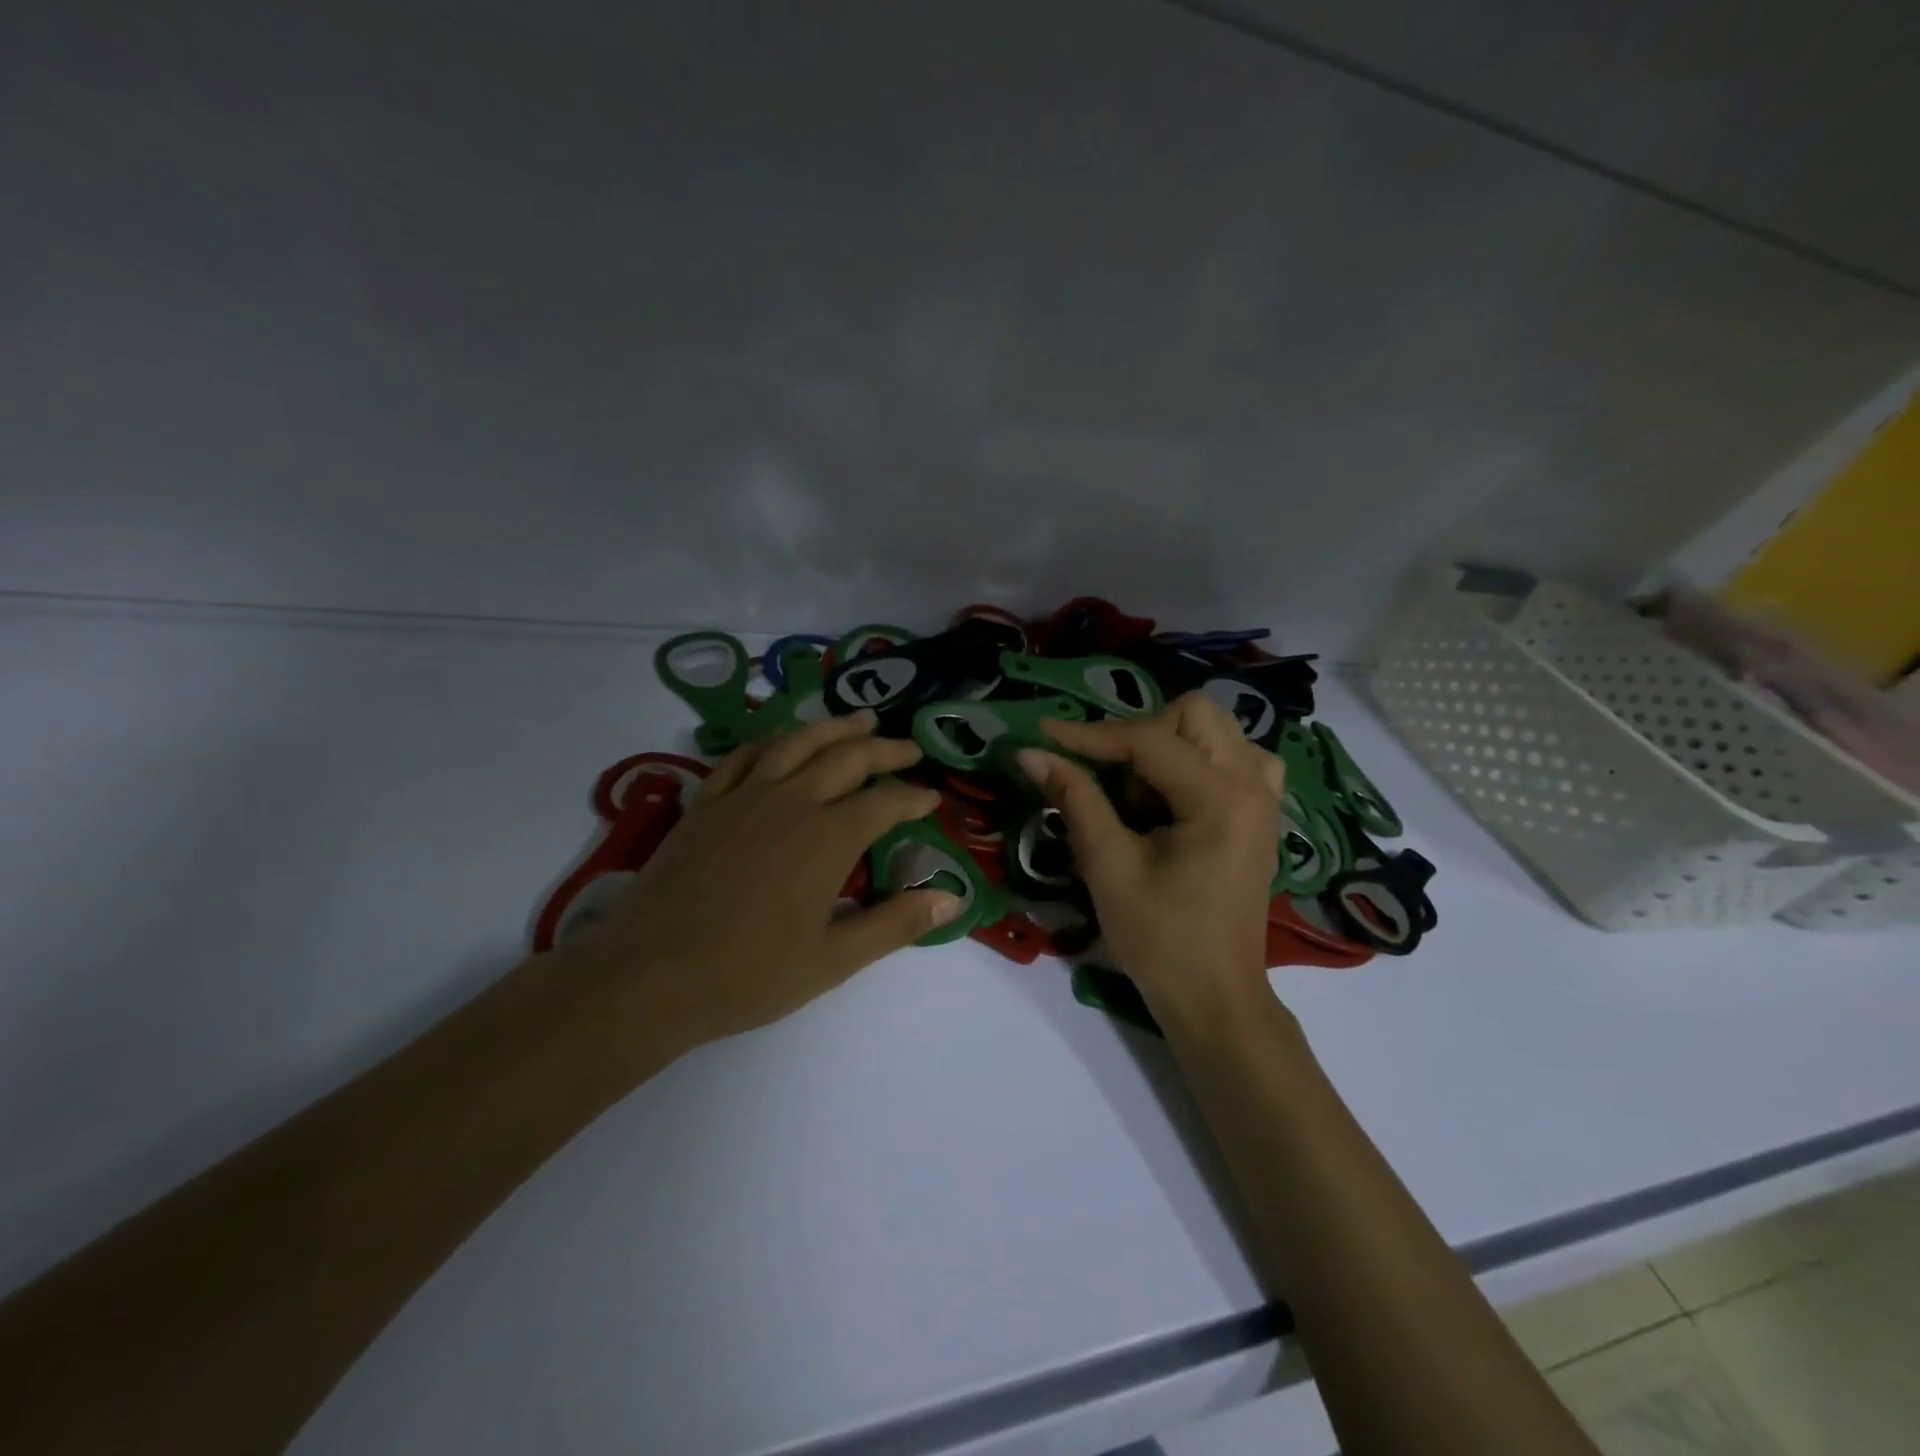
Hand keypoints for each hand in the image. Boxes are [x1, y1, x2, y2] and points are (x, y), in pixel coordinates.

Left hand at [571, 711, 961, 1054]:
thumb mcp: (834, 959)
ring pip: (797, 742)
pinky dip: (771, 740)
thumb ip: (895, 924)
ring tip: (858, 720)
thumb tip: (952, 898)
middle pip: (847, 758)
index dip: (914, 797)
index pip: (885, 802)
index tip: (932, 797)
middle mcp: (791, 801)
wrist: (649, 975)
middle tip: (908, 746)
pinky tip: (781, 741)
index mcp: (828, 837)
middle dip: (884, 749)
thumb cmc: (749, 973)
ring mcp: (744, 796)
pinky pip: (744, 756)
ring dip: (833, 727)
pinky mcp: (706, 803)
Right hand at [1017, 693, 1283, 1022]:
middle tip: (1108, 780)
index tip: (1043, 734)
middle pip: (1194, 715)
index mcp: (1222, 799)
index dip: (1089, 735)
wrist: (1214, 998)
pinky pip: (1233, 759)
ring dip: (1169, 747)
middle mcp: (1254, 785)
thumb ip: (1074, 798)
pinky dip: (1196, 763)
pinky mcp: (1260, 814)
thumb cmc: (1160, 939)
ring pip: (1214, 731)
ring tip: (1142, 798)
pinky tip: (1175, 798)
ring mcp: (1265, 798)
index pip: (1148, 740)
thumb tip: (1031, 752)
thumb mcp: (1108, 865)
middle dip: (1139, 735)